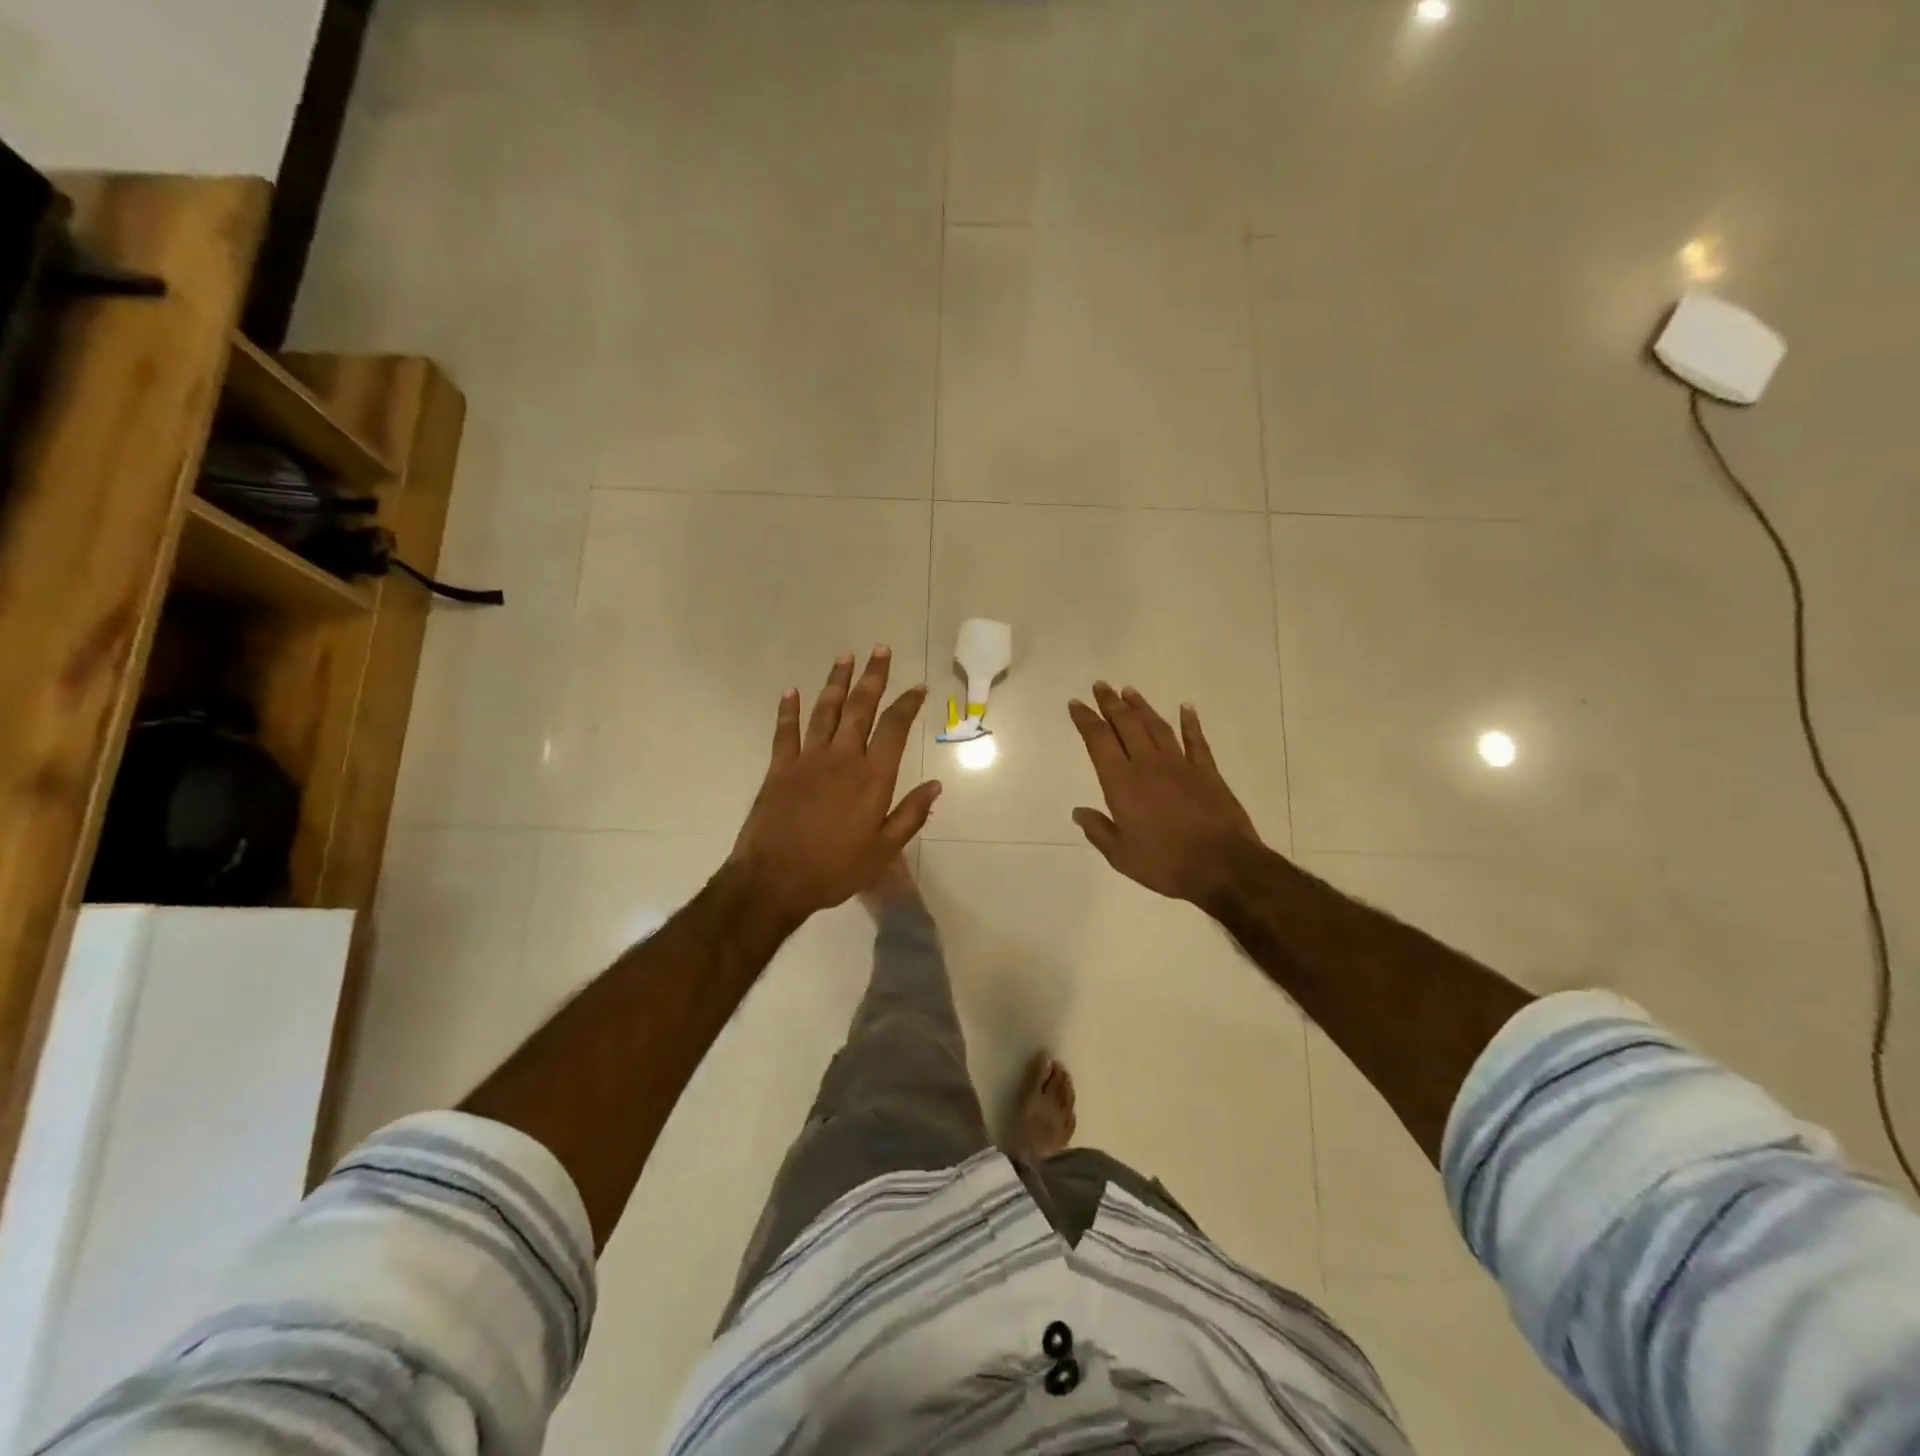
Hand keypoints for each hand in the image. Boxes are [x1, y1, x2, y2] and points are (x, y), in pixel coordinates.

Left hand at [729, 647, 940, 927]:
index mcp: (872, 777)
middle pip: (861, 708)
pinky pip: (786, 731)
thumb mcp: (883, 850)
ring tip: (845, 656)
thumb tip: (936, 785)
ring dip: (836, 682)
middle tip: (880, 649)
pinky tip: (792, 691)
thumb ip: (911, 814)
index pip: (894, 729)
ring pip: (826, 711)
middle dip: (873, 677)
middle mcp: (842, 758)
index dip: (907, 704)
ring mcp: (808, 759)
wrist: (774, 880)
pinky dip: (789, 710)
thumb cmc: (835, 869)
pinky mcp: (780, 768)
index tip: (917, 687)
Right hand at [1068, 683, 1260, 903]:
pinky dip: (1190, 723)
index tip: (1076, 703)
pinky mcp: (1207, 772)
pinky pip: (1196, 741)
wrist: (1222, 866)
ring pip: (1157, 727)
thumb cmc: (1165, 863)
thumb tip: (1078, 812)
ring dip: (1142, 707)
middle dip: (1111, 703)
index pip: (1099, 741)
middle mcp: (1148, 765)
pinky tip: (1186, 708)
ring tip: (1129, 691)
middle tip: (1100, 685)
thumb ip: (1099, 830)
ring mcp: (1180, 765)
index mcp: (1122, 783)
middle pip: (1126, 725)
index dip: (1086, 720)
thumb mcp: (1121, 855)